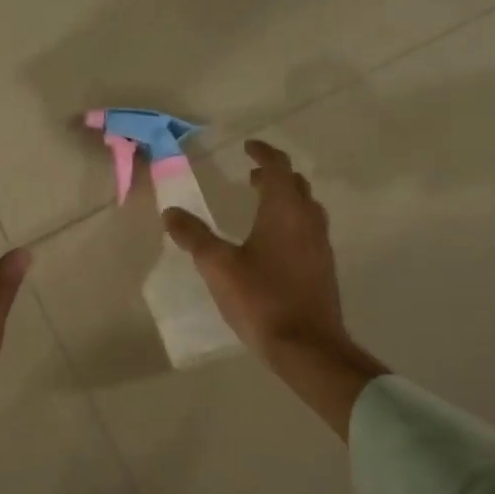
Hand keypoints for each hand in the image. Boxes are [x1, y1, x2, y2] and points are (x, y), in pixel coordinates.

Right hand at [163, 140, 386, 436]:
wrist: (308, 346)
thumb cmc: (262, 299)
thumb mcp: (218, 266)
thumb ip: (194, 236)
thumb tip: (171, 212)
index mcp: (284, 211)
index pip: (278, 167)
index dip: (263, 153)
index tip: (248, 147)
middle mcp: (308, 221)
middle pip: (296, 185)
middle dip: (274, 175)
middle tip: (251, 177)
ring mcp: (320, 245)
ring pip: (306, 208)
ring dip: (285, 199)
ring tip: (261, 205)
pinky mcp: (323, 268)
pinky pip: (309, 230)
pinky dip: (291, 222)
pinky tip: (274, 244)